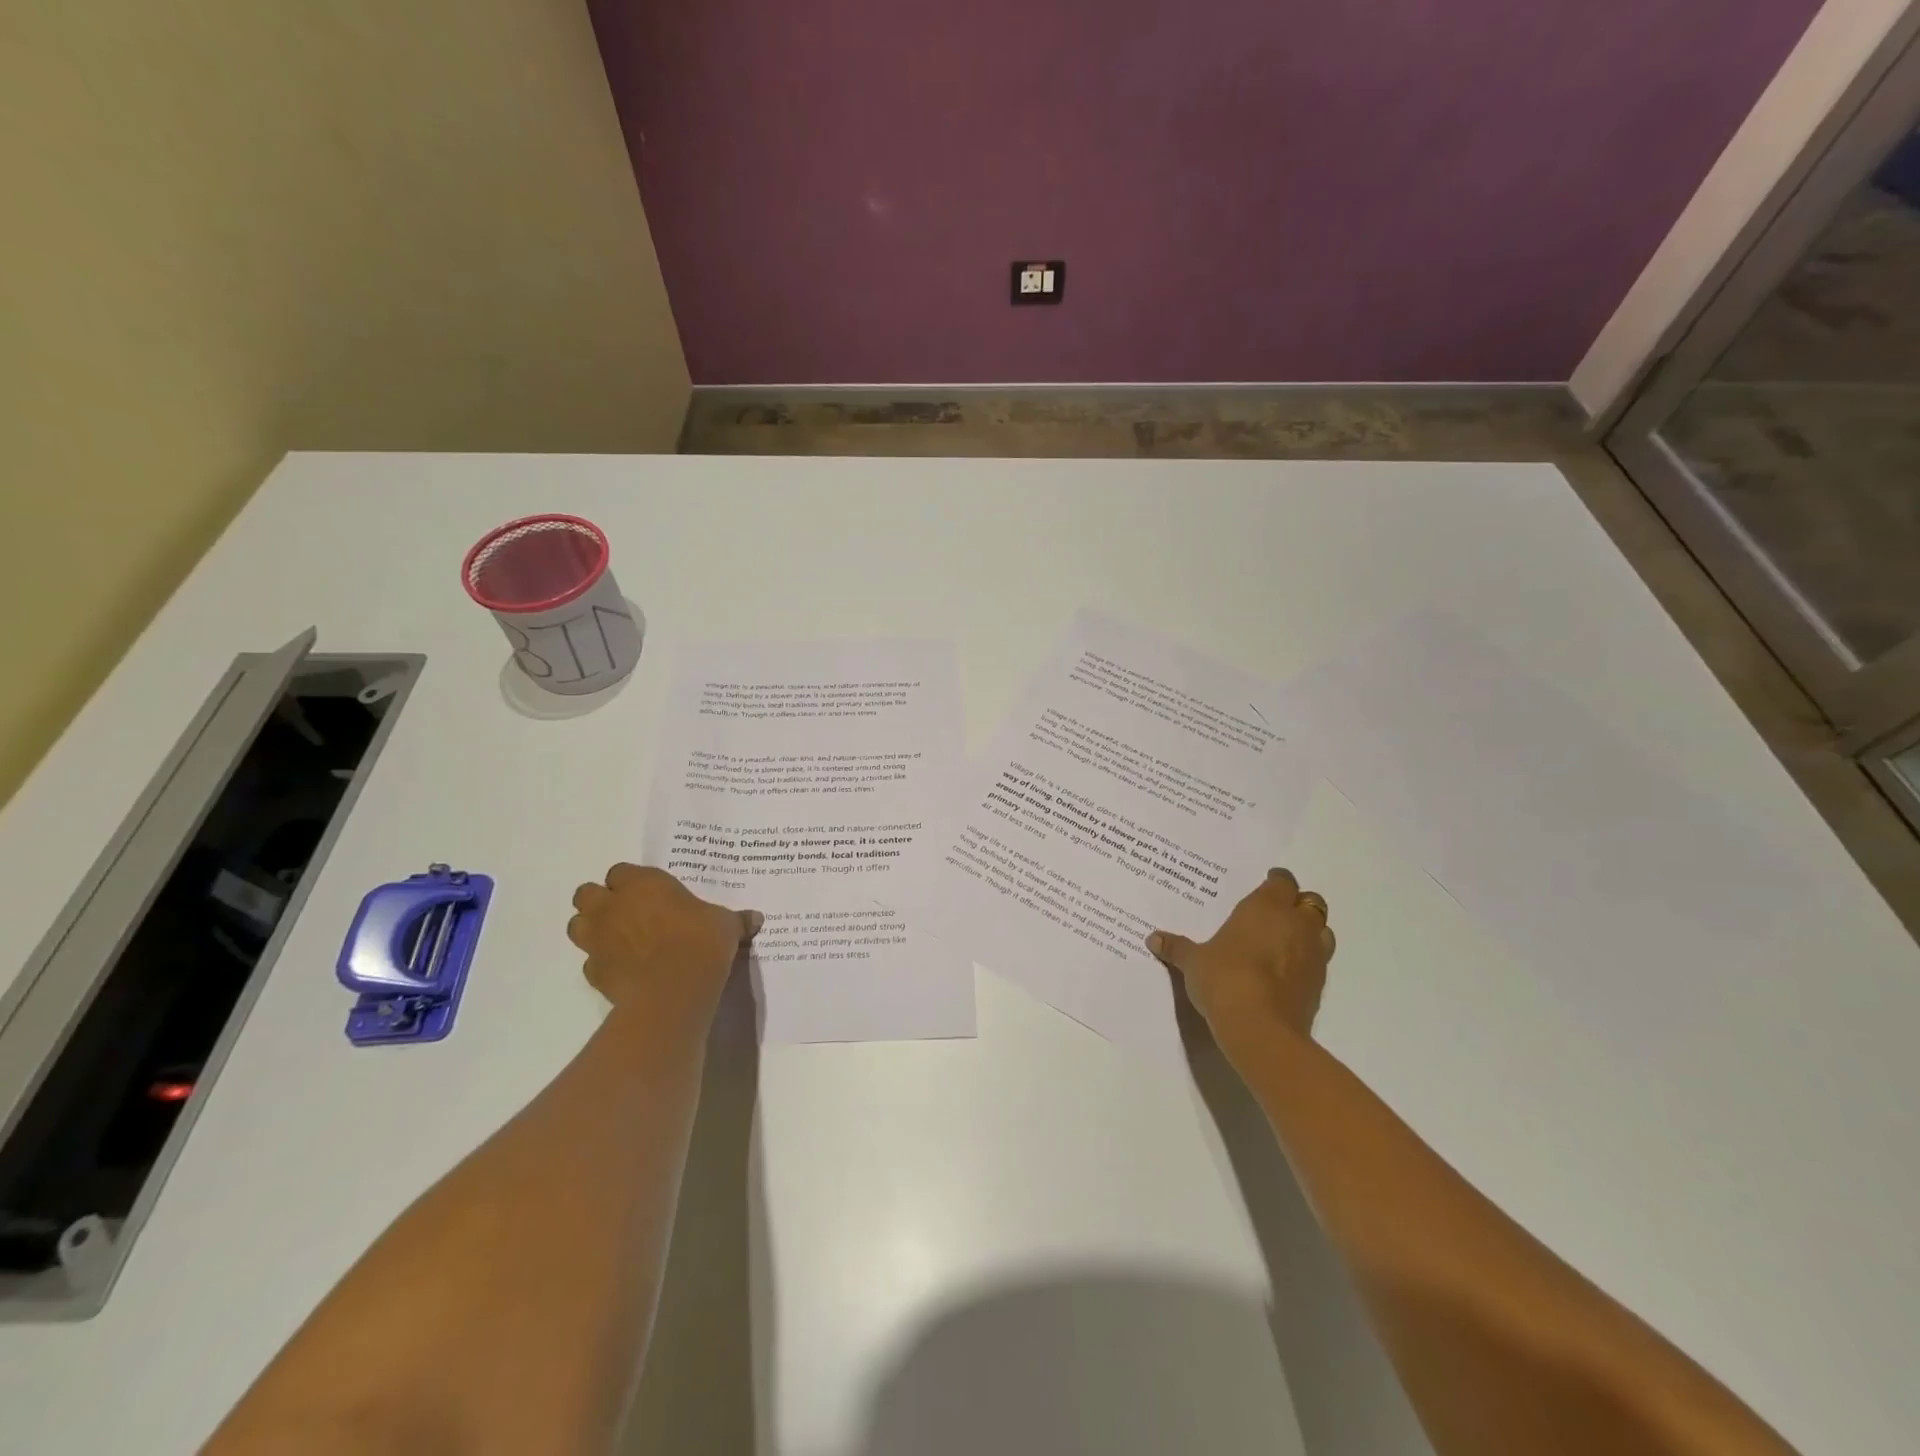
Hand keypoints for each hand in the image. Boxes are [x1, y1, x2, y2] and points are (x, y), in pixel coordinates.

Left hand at [567, 864, 761, 1019]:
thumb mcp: (726, 925)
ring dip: (592, 928)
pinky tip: (623, 970)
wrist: (673, 990)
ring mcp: (598, 938)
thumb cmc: (701, 943)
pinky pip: (590, 960)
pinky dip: (601, 962)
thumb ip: (735, 919)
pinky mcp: (593, 971)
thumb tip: (756, 919)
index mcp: (643, 883)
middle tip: (626, 913)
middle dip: (601, 901)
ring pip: (578, 924)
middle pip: (587, 893)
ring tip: (617, 939)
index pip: (621, 871)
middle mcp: (613, 905)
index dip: (631, 882)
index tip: (649, 894)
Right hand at [1147, 868, 1333, 1054]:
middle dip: (1296, 904)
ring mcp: (1313, 955)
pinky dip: (1307, 962)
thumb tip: (1153, 938)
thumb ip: (1177, 948)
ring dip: (1309, 932)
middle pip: (1310, 902)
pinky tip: (1286, 972)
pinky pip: (1319, 963)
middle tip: (1275, 912)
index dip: (1275, 881)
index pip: (1282, 881)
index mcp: (1266, 907)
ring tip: (1286, 941)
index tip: (1265, 884)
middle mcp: (1296, 924)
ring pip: (1322, 931)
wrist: (1260, 1028)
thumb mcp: (1193, 962)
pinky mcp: (1319, 985)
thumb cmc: (1224, 979)